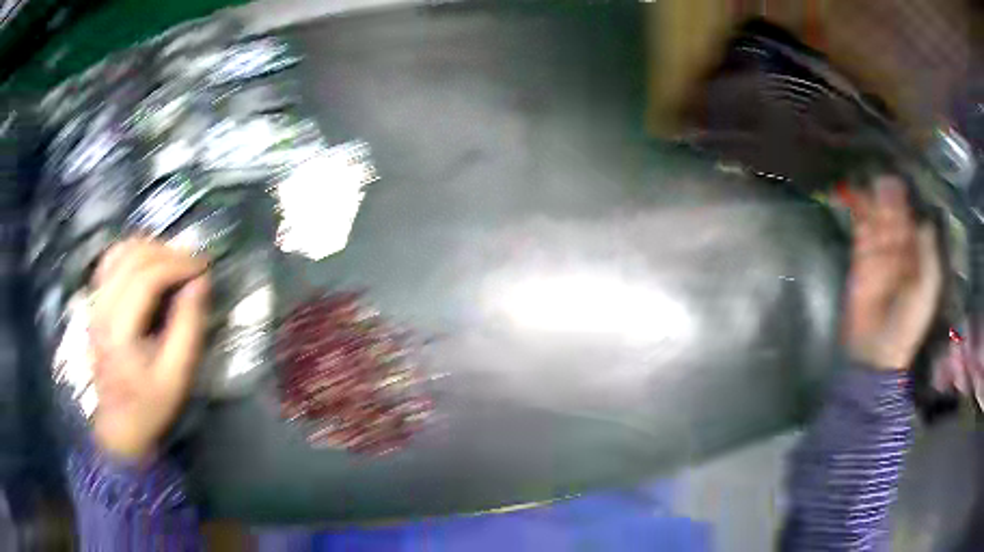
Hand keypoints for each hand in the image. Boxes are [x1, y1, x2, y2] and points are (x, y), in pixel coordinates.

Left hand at [89, 239, 209, 461]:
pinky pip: (110, 261)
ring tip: (171, 262)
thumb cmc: (150, 405)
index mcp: (119, 331)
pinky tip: (147, 264)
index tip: (203, 267)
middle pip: (132, 257)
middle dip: (166, 253)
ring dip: (149, 249)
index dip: (177, 264)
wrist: (119, 425)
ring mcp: (95, 304)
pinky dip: (131, 253)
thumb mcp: (177, 376)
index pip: (146, 277)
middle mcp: (102, 309)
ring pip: (119, 252)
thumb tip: (200, 283)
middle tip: (192, 264)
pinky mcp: (94, 303)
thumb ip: (188, 327)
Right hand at [844, 176, 942, 369]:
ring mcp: (878, 255)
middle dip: (889, 197)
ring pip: (876, 220)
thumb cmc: (908, 322)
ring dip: (872, 201)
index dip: (907, 203)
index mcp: (916, 256)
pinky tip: (854, 197)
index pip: (912, 221)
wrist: (877, 351)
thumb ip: (928, 254)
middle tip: (883, 177)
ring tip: (869, 181)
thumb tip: (925, 220)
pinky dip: (857, 215)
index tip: (901, 182)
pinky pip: (860, 232)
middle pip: (894, 216)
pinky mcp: (860, 262)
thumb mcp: (927, 289)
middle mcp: (899, 250)